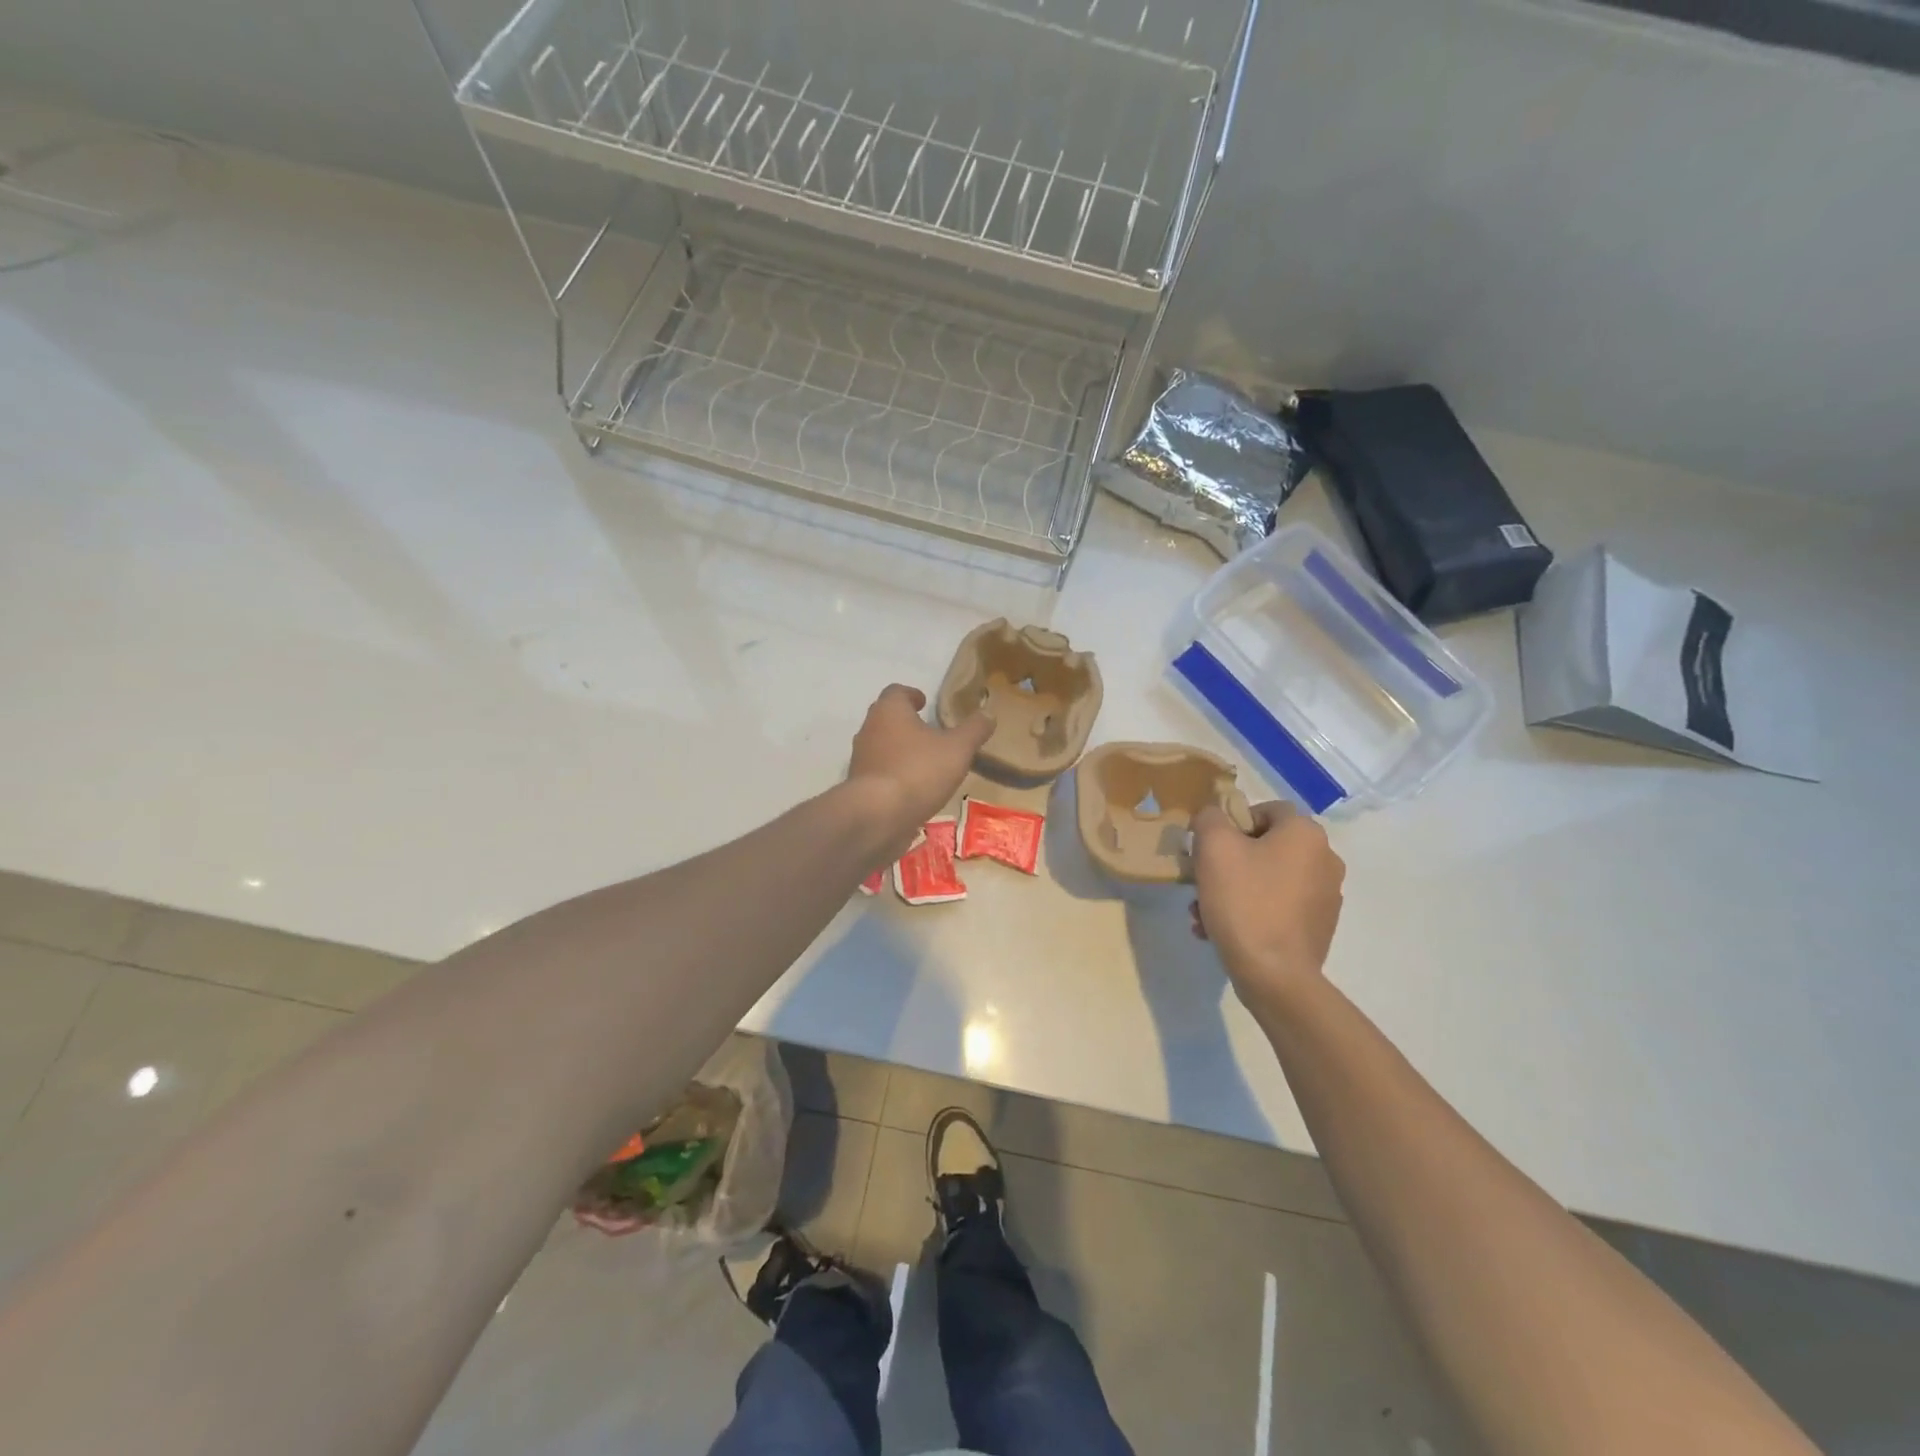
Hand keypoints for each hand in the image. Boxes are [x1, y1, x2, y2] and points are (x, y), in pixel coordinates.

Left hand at [846, 684, 992, 859]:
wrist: (878, 816)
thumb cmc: (918, 771)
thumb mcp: (957, 749)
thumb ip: (974, 730)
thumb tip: (988, 714)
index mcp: (889, 711)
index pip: (897, 692)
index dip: (912, 695)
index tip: (925, 702)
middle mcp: (869, 729)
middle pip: (886, 718)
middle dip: (906, 722)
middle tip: (928, 730)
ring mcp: (860, 759)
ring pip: (881, 746)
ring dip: (900, 750)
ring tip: (924, 762)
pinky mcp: (859, 786)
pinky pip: (879, 773)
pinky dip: (894, 775)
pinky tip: (912, 789)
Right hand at [1191, 801, 1345, 1014]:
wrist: (1274, 975)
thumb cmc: (1244, 901)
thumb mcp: (1213, 847)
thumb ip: (1209, 818)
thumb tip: (1213, 816)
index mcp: (1306, 834)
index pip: (1266, 809)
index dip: (1233, 822)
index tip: (1208, 847)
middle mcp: (1325, 859)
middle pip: (1265, 847)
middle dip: (1228, 863)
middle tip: (1201, 882)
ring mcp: (1325, 896)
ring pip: (1267, 879)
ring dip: (1233, 890)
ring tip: (1203, 914)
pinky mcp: (1318, 927)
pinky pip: (1277, 907)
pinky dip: (1251, 912)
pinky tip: (1222, 931)